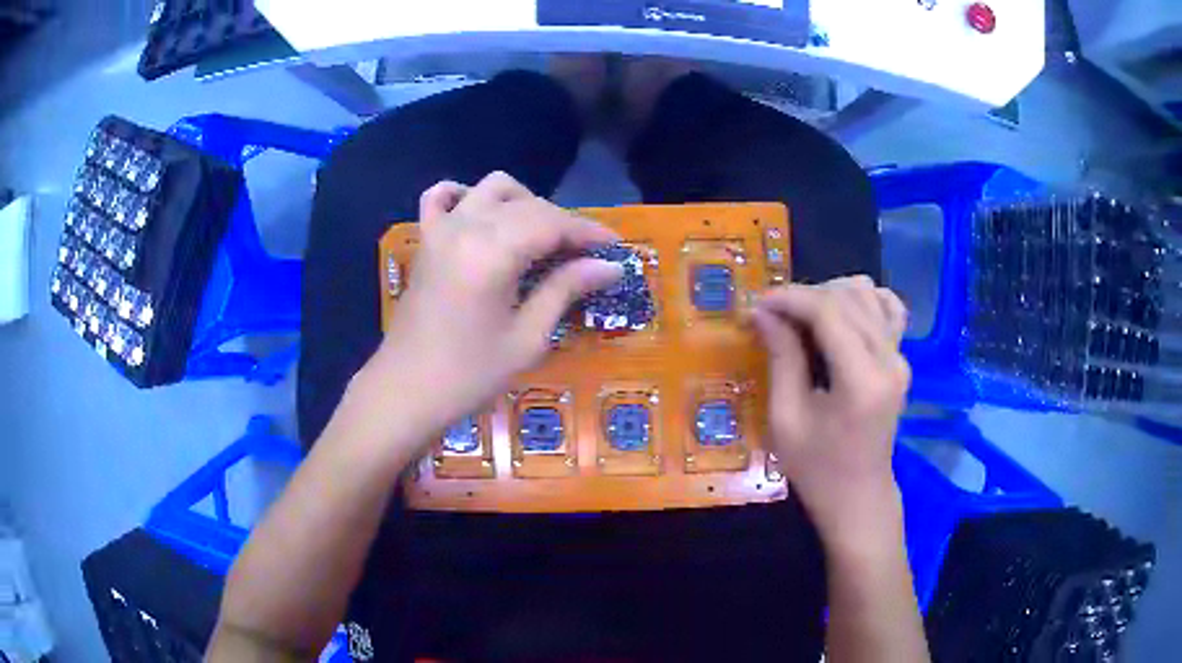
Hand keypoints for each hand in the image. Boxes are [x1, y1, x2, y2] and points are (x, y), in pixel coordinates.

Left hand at [360, 172, 622, 439]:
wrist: (406, 392)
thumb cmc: (469, 375)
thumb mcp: (527, 338)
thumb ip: (566, 290)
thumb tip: (609, 266)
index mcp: (493, 252)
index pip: (552, 223)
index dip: (588, 231)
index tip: (616, 246)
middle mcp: (466, 227)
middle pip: (528, 205)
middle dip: (564, 223)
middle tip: (586, 255)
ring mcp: (440, 230)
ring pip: (492, 189)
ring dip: (524, 203)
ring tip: (541, 237)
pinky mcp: (425, 241)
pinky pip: (441, 197)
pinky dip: (467, 196)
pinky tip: (482, 215)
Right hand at [752, 276, 909, 553]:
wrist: (858, 496)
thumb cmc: (817, 469)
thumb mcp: (787, 420)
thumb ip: (781, 359)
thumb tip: (763, 313)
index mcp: (862, 381)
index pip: (828, 312)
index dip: (790, 298)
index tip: (758, 304)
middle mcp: (889, 360)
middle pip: (849, 296)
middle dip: (806, 296)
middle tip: (773, 316)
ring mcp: (901, 357)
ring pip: (869, 294)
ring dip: (831, 295)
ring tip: (803, 318)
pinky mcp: (902, 360)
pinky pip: (888, 309)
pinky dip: (863, 301)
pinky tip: (841, 316)